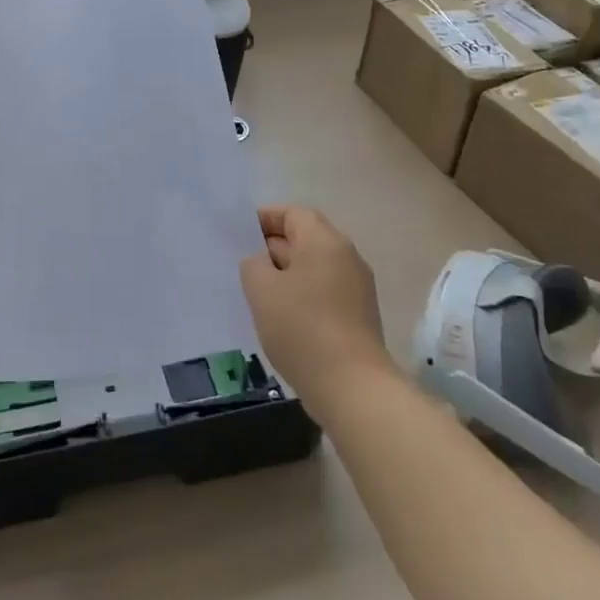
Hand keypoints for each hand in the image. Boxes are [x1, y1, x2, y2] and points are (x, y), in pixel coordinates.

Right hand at [239, 205, 394, 413]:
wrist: (352, 386)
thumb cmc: (302, 328)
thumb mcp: (261, 289)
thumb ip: (253, 264)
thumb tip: (262, 262)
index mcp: (324, 240)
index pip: (292, 213)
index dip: (264, 218)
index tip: (239, 234)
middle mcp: (346, 256)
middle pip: (305, 238)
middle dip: (273, 247)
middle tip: (243, 264)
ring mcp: (358, 287)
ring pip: (314, 267)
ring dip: (287, 274)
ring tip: (258, 293)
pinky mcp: (360, 315)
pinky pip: (325, 291)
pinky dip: (302, 295)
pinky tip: (282, 318)